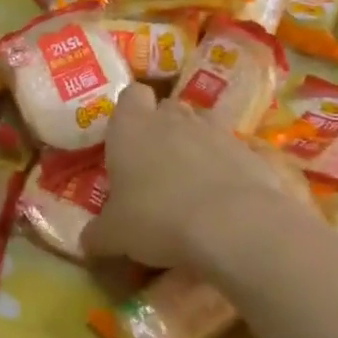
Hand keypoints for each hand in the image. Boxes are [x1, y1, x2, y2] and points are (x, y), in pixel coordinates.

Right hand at [83, 85, 299, 270]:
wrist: (234, 226)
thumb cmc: (157, 218)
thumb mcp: (114, 235)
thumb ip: (97, 234)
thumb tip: (87, 242)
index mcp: (132, 127)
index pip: (130, 94)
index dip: (129, 111)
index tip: (125, 137)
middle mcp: (173, 119)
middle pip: (167, 107)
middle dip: (162, 128)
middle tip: (155, 163)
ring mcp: (216, 131)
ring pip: (202, 124)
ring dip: (196, 144)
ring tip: (191, 180)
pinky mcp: (251, 152)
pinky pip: (233, 152)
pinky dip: (227, 168)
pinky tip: (224, 200)